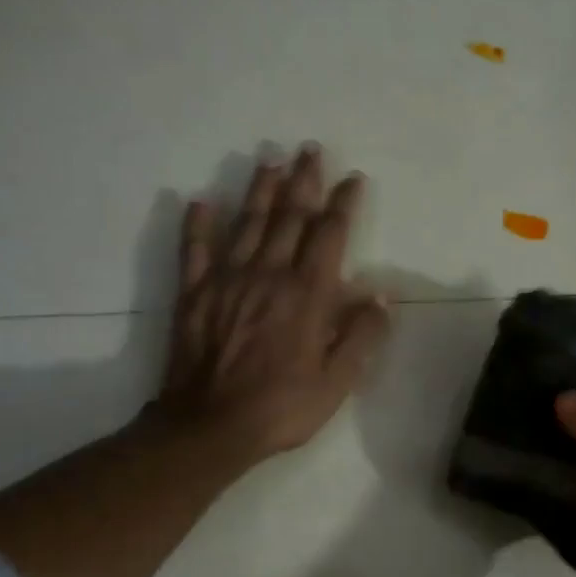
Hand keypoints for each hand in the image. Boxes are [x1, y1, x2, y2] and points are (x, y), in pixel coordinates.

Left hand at [155, 144, 389, 465]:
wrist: (210, 426)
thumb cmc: (281, 408)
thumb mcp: (336, 382)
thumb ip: (361, 337)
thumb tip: (381, 296)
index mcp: (307, 294)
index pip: (329, 236)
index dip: (342, 204)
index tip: (352, 178)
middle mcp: (268, 275)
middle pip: (288, 218)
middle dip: (302, 182)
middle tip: (308, 150)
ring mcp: (226, 281)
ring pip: (246, 224)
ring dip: (259, 191)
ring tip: (269, 162)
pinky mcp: (194, 295)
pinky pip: (195, 251)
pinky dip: (198, 225)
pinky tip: (200, 202)